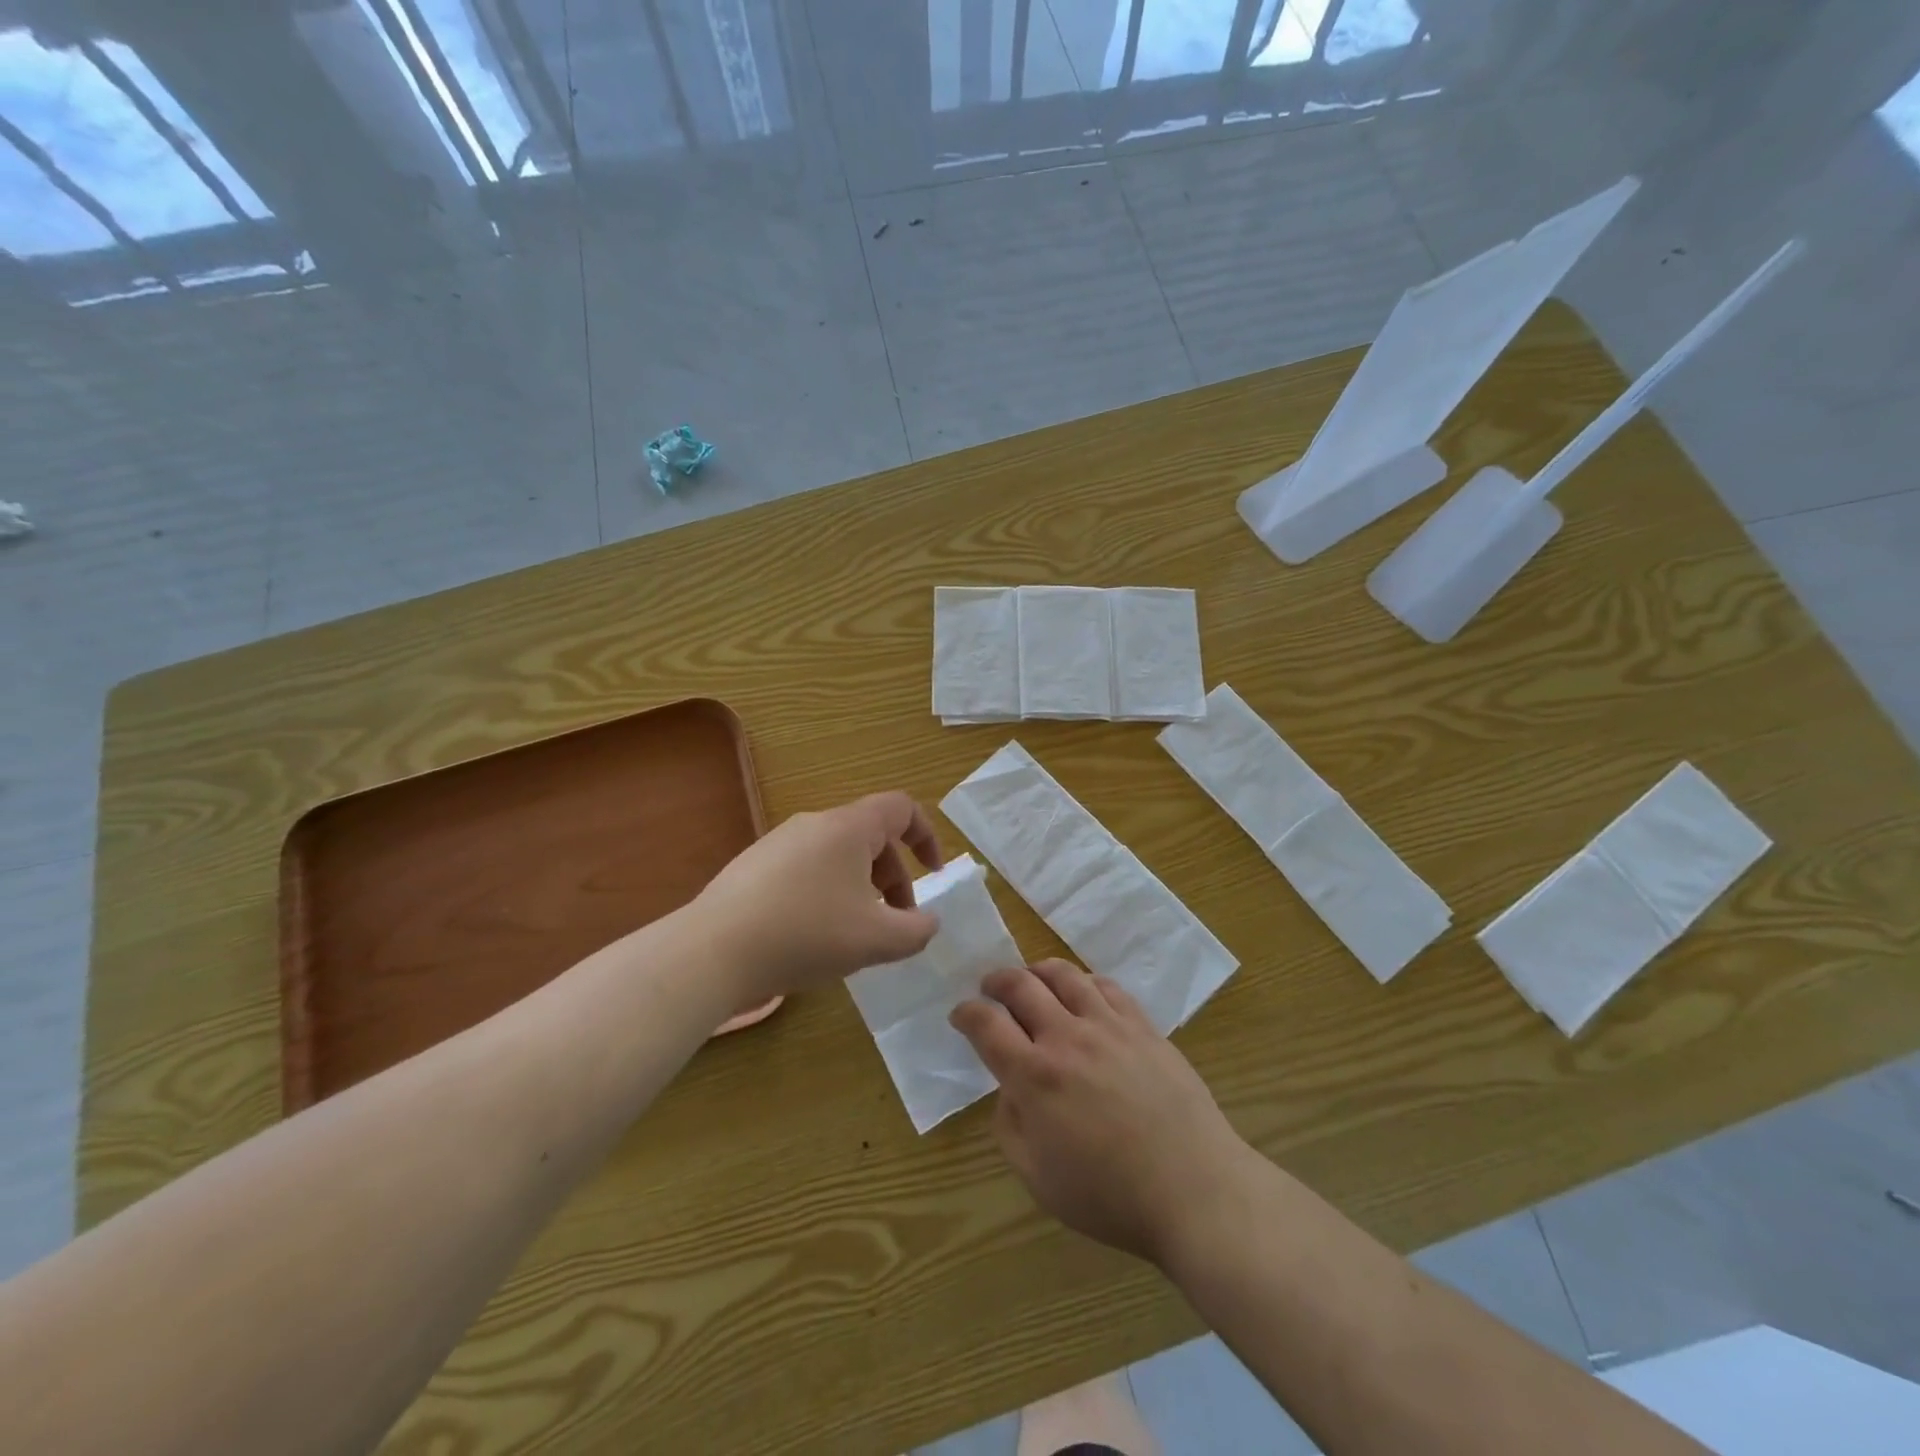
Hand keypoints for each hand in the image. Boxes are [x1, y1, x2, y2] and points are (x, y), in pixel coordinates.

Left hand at [694, 791, 942, 1002]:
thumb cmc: (807, 934)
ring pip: (838, 856)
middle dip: (894, 878)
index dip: (926, 836)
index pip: (901, 808)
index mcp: (849, 827)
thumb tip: (928, 922)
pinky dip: (827, 894)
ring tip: (855, 934)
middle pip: (870, 837)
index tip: (933, 873)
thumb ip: (916, 931)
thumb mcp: (876, 940)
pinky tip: (813, 935)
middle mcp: (814, 823)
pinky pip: (806, 870)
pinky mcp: (753, 866)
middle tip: (895, 923)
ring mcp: (779, 842)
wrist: (713, 950)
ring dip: (861, 889)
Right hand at [952, 960, 1256, 1265]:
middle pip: (1021, 985)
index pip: (986, 1024)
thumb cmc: (1109, 1196)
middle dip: (996, 981)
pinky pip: (1107, 986)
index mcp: (1034, 1076)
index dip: (966, 1013)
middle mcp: (1066, 1038)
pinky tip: (1082, 994)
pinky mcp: (1142, 1026)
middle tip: (990, 988)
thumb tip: (1008, 1090)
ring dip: (1037, 971)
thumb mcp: (1037, 1177)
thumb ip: (1009, 1127)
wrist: (1193, 1189)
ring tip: (1032, 980)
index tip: (961, 1015)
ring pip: (1064, 974)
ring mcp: (1108, 1026)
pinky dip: (1084, 982)